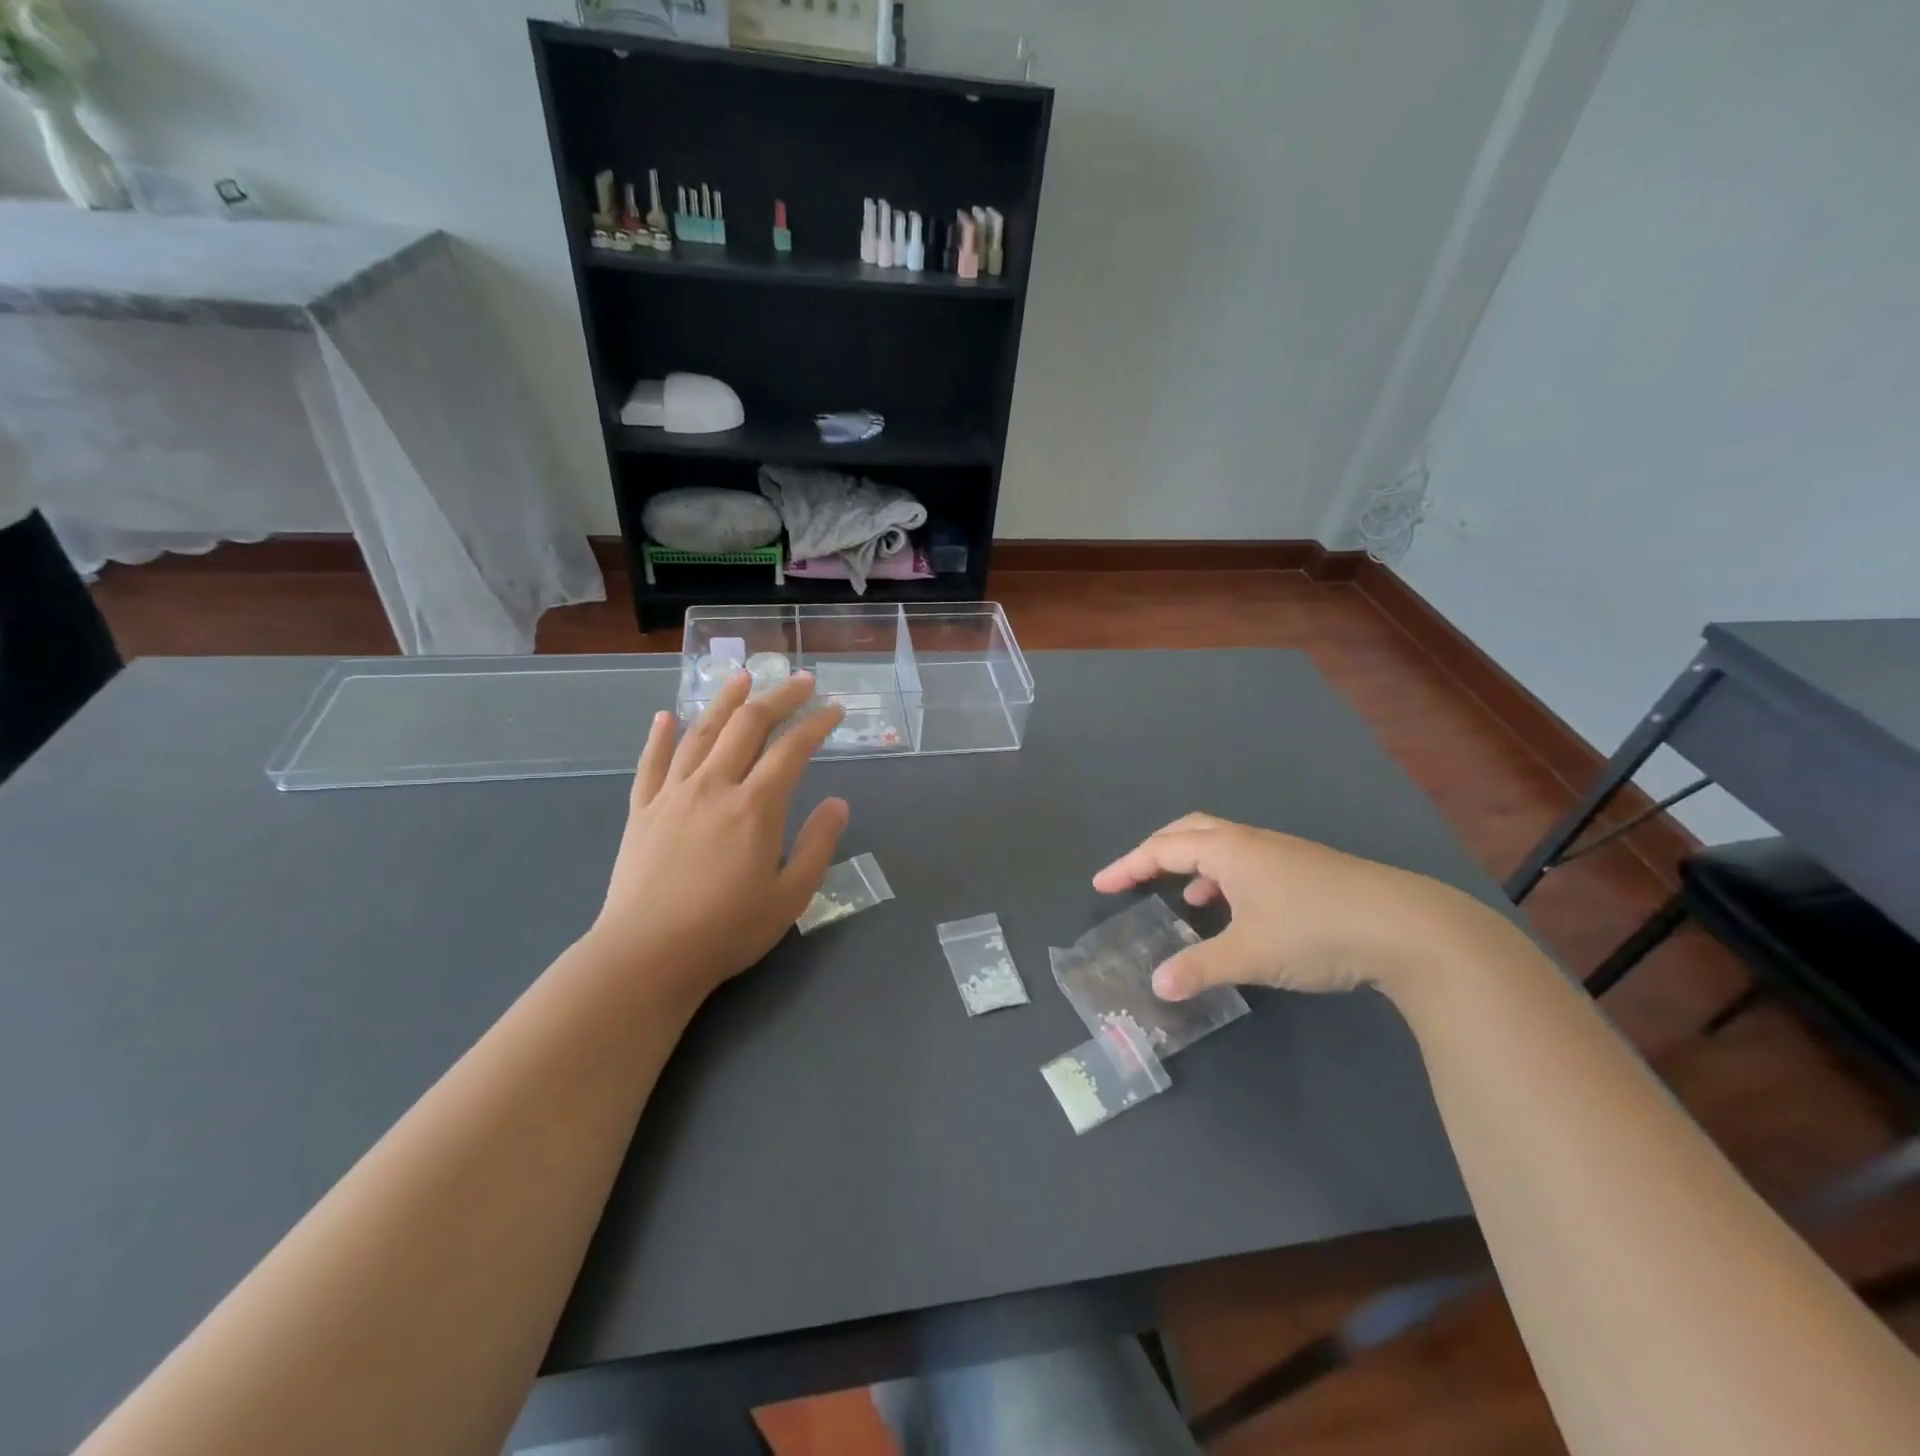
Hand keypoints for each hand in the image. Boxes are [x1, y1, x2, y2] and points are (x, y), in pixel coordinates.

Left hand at [587, 672, 848, 1009]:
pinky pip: (651, 763)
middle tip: (800, 681)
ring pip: (701, 732)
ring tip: (742, 677)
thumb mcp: (790, 896)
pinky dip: (660, 736)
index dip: (816, 724)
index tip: (835, 709)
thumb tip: (838, 803)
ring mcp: (673, 795)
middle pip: (748, 726)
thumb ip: (818, 844)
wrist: (646, 955)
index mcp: (755, 807)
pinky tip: (666, 716)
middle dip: (778, 697)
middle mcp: (714, 786)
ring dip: (724, 701)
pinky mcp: (642, 811)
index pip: (792, 749)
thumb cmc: (726, 931)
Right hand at [1092, 813, 1504, 1001]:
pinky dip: (1223, 880)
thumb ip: (1199, 967)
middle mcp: (1251, 842)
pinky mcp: (1306, 871)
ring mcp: (1282, 854)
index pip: (1163, 848)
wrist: (1408, 928)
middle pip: (1189, 831)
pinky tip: (1234, 912)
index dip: (1128, 866)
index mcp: (1229, 850)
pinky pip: (1246, 864)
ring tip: (1181, 900)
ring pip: (1221, 847)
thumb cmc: (1316, 930)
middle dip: (1156, 851)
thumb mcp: (1250, 953)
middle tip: (1133, 876)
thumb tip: (1158, 985)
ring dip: (1192, 866)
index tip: (1101, 884)